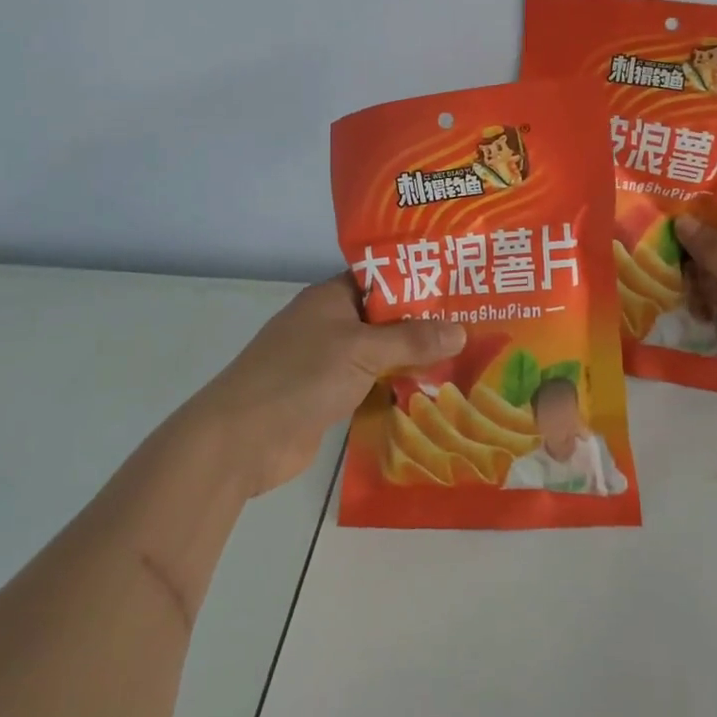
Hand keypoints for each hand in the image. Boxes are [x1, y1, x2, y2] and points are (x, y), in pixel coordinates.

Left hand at [181, 275, 463, 496]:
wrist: (242, 440)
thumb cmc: (300, 377)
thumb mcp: (361, 350)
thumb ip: (411, 339)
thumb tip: (461, 330)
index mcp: (331, 298)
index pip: (381, 276)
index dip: (418, 278)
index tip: (459, 284)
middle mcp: (330, 324)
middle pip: (385, 317)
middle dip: (424, 323)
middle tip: (474, 324)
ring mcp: (328, 362)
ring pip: (380, 353)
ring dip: (413, 358)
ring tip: (464, 358)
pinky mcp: (329, 396)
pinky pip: (372, 384)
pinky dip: (396, 386)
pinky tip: (433, 393)